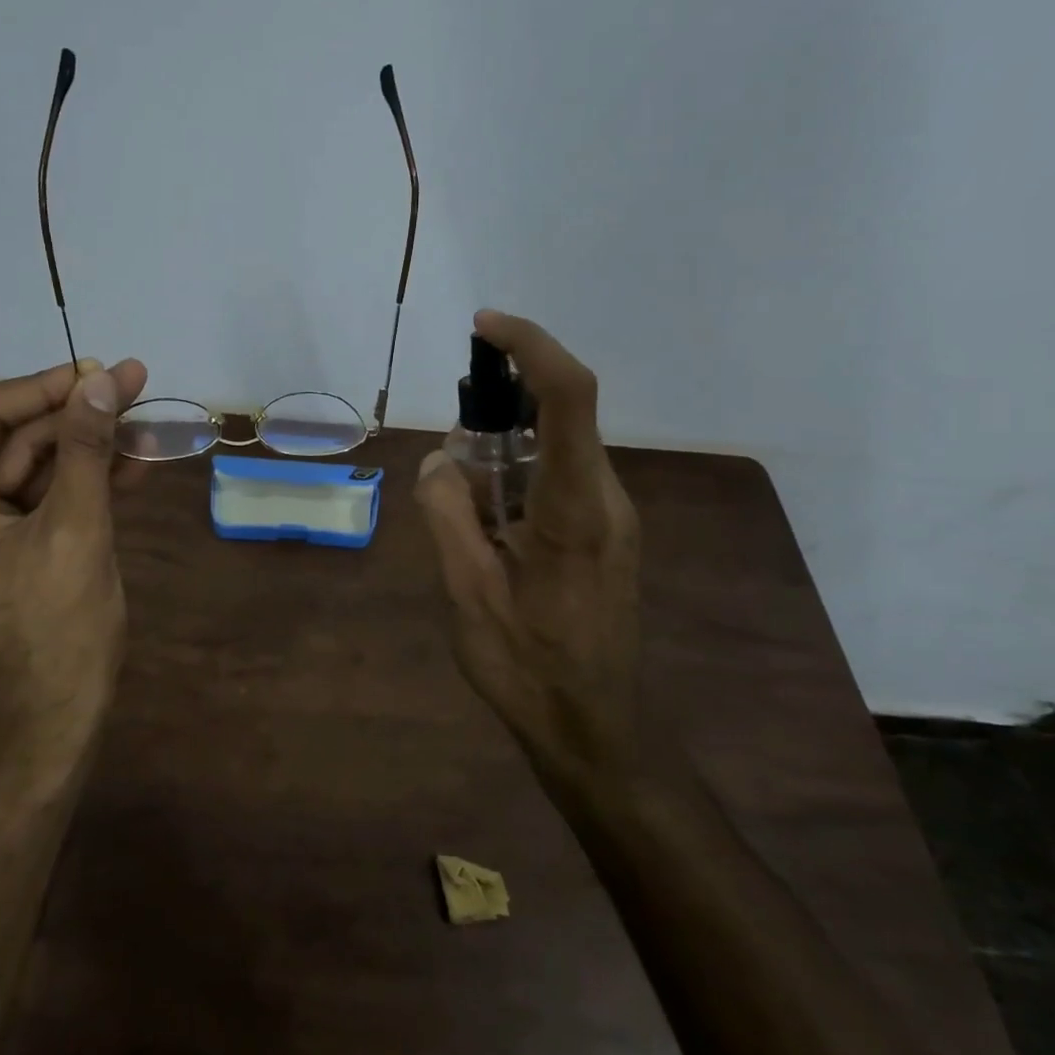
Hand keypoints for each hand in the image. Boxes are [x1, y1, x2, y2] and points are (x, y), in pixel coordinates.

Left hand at [0, 357, 148, 773]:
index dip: (39, 387)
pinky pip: (48, 495)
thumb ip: (86, 449)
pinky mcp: (14, 544)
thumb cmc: (56, 632)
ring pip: (35, 463)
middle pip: (10, 436)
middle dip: (72, 411)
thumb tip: (104, 379)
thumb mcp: (76, 530)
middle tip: (132, 383)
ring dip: (89, 442)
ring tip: (146, 418)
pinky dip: (88, 478)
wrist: (56, 721)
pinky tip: (136, 461)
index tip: (97, 372)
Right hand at [415, 312, 647, 797]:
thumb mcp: (466, 590)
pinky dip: (519, 475)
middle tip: (454, 452)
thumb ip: (448, 511)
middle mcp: (606, 497)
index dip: (531, 346)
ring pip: (557, 447)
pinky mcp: (607, 532)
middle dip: (502, 408)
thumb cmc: (526, 664)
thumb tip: (442, 456)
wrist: (594, 726)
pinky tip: (489, 522)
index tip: (484, 327)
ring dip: (506, 449)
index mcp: (575, 506)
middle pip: (560, 414)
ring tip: (465, 503)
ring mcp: (613, 515)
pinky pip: (561, 476)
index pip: (569, 396)